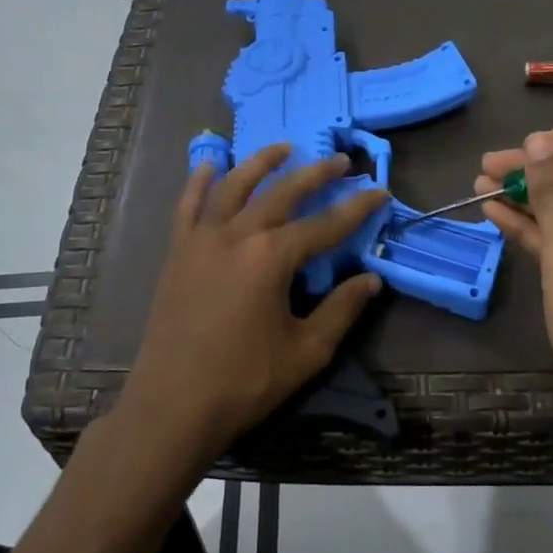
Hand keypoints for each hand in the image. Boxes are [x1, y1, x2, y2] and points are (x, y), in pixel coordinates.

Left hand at [124, 144, 390, 463]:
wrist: (173, 405)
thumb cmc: (245, 381)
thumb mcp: (306, 351)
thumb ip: (341, 309)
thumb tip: (371, 279)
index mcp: (271, 258)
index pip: (325, 225)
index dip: (356, 208)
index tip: (379, 191)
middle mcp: (236, 235)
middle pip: (283, 193)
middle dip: (316, 174)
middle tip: (341, 161)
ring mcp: (201, 240)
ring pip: (234, 186)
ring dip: (261, 163)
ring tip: (283, 147)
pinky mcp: (177, 252)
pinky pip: (188, 205)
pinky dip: (200, 181)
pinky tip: (211, 164)